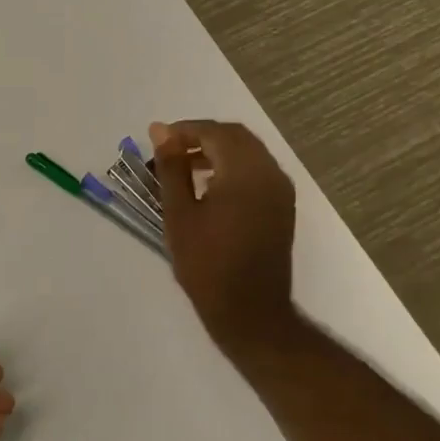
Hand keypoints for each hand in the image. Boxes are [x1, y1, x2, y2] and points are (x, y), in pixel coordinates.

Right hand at [151, 119, 299, 361]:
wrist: (249, 310)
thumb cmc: (206, 264)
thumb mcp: (179, 214)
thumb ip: (171, 167)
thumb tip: (161, 131)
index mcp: (245, 172)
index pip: (214, 132)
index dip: (184, 130)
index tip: (156, 140)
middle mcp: (270, 173)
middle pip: (235, 137)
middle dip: (201, 137)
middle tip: (169, 152)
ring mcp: (281, 190)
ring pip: (248, 152)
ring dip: (217, 151)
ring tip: (183, 169)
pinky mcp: (283, 206)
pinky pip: (257, 171)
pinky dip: (232, 167)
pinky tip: (209, 187)